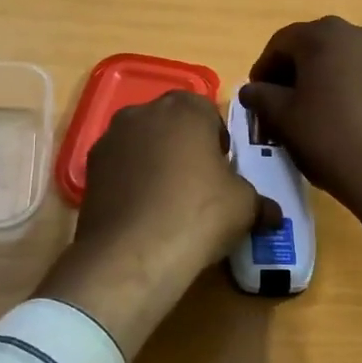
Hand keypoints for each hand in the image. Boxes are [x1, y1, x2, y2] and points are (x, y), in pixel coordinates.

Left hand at [38, 91, 274, 360]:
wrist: (133, 254)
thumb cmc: (200, 214)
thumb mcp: (245, 206)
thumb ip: (259, 201)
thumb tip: (272, 213)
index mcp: (185, 108)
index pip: (207, 112)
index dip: (217, 141)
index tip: (223, 170)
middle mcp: (143, 112)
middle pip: (171, 124)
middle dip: (184, 147)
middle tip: (199, 184)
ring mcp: (110, 140)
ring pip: (142, 145)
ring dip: (155, 163)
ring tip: (169, 203)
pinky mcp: (89, 171)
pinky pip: (120, 169)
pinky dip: (131, 184)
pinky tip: (143, 215)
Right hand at [238, 17, 361, 265]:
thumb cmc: (329, 137)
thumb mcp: (283, 118)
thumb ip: (260, 97)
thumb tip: (251, 90)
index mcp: (323, 34)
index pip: (280, 43)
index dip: (262, 70)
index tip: (255, 97)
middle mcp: (356, 33)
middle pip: (311, 47)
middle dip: (290, 72)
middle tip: (277, 104)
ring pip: (337, 60)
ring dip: (317, 79)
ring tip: (307, 113)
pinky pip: (360, 73)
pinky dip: (342, 87)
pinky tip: (336, 116)